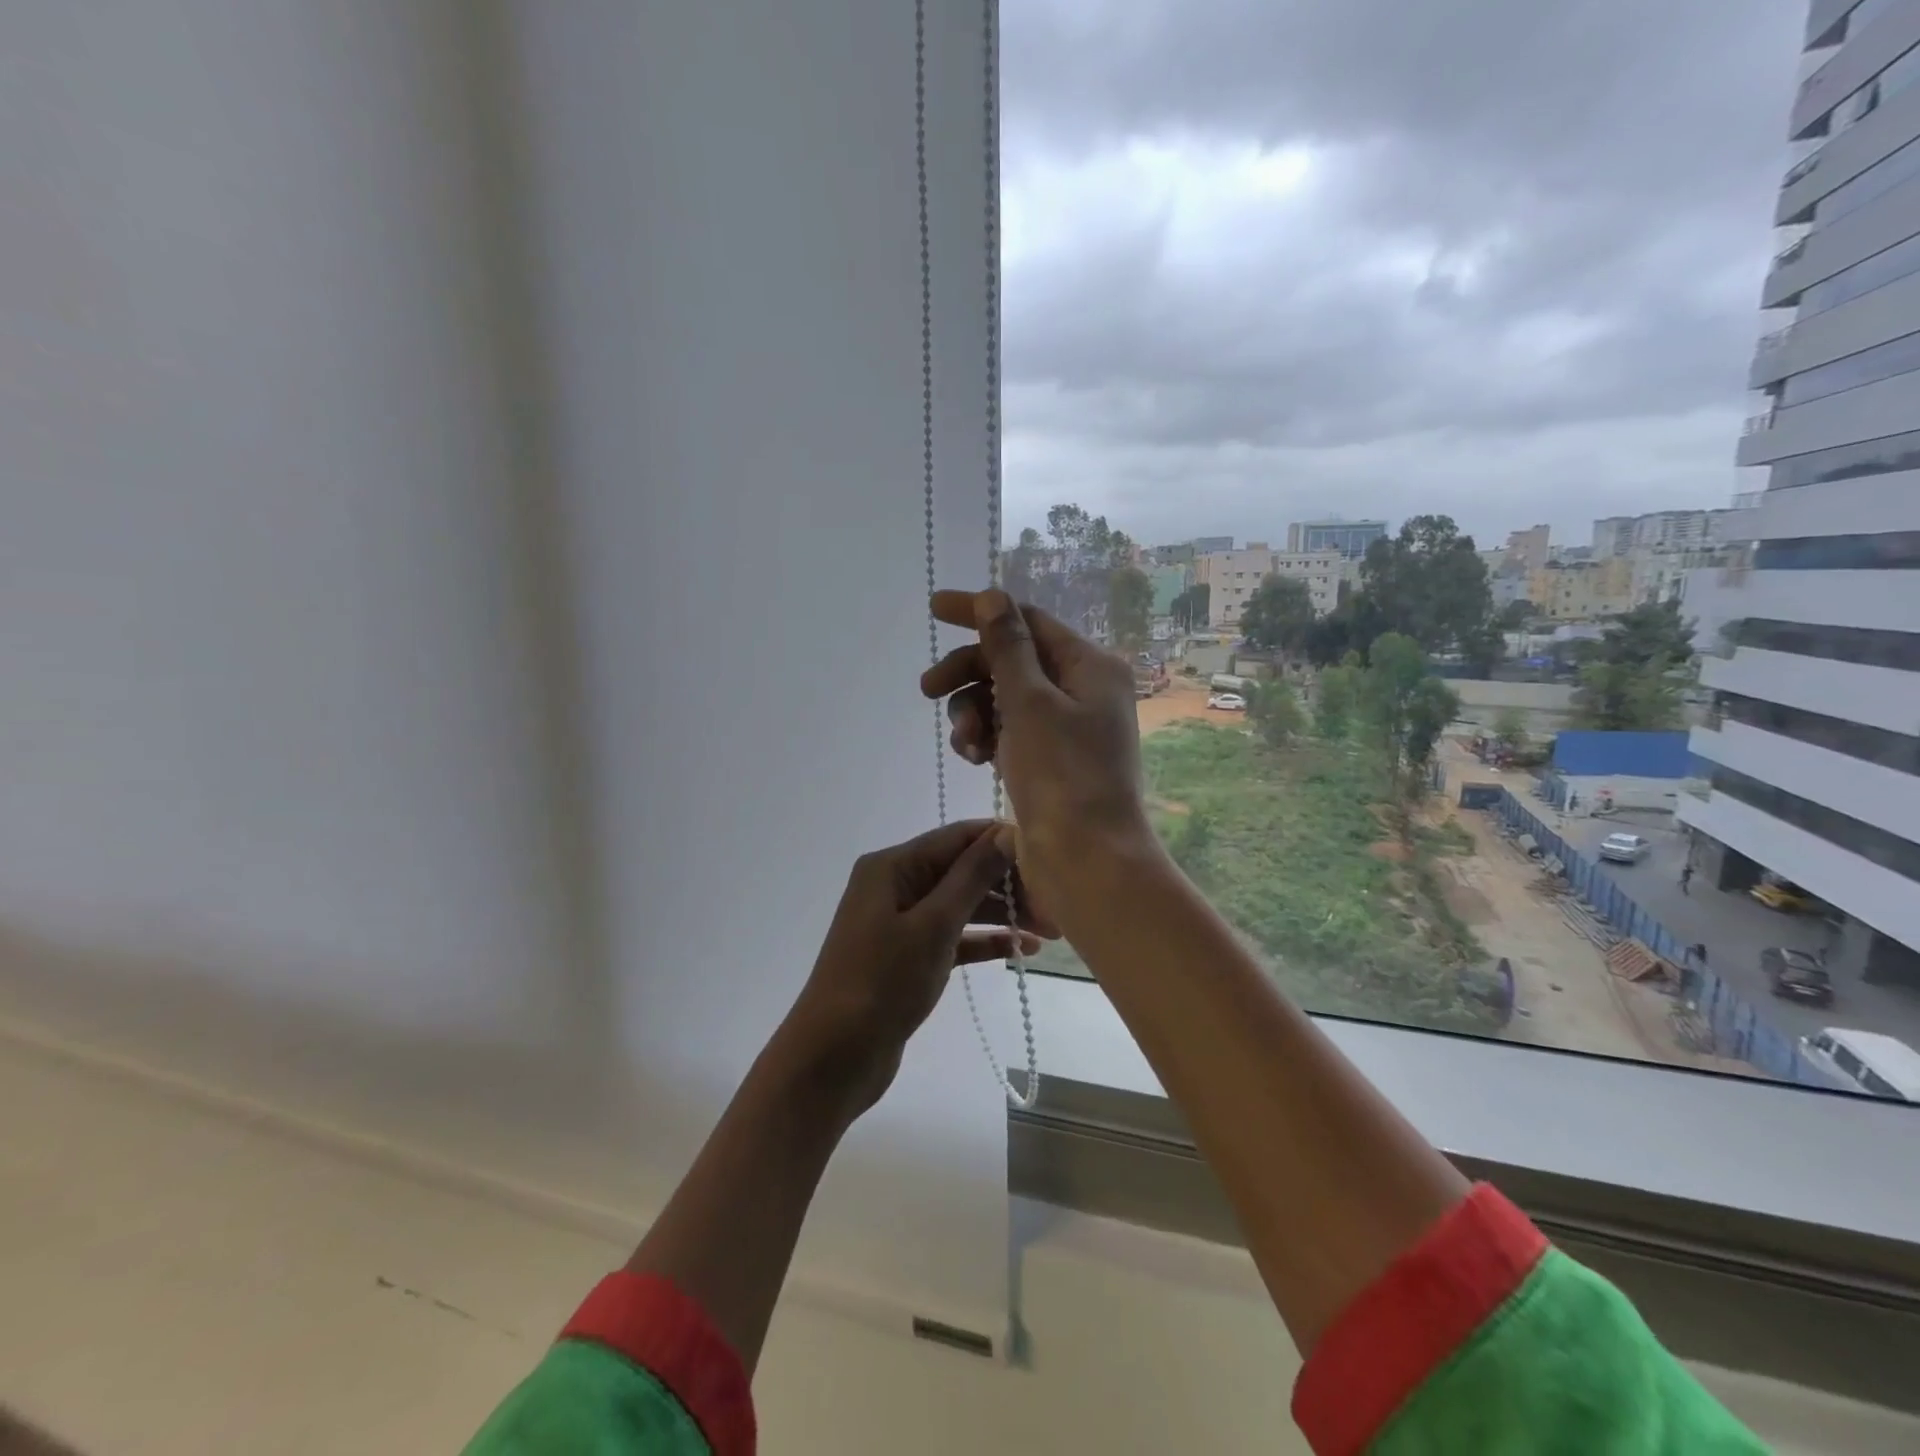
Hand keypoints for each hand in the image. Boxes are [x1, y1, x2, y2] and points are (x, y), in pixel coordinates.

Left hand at [775, 819, 1043, 1116]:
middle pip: (961, 870)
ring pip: (960, 905)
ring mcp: (900, 922)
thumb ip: (971, 878)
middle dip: (1008, 884)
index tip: (1049, 857)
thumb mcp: (933, 925)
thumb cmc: (881, 982)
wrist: (833, 1058)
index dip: (1002, 841)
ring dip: (1002, 914)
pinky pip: (953, 937)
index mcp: (892, 866)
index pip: (957, 838)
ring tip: (1052, 931)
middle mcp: (895, 885)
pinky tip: (1022, 950)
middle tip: (1057, 908)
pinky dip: (984, 941)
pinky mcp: (908, 956)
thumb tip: (1006, 834)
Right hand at [920, 590, 1157, 938]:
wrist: (1086, 862)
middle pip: (1011, 660)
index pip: (1027, 621)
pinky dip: (985, 738)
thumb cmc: (1064, 776)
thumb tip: (992, 595)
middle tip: (927, 689)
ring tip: (967, 744)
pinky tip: (974, 758)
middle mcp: (1082, 690)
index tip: (934, 609)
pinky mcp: (1048, 760)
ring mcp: (1065, 727)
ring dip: (974, 712)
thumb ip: (1007, 646)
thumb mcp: (1029, 702)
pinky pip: (1007, 732)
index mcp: (1090, 666)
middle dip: (968, 673)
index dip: (980, 613)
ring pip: (1003, 698)